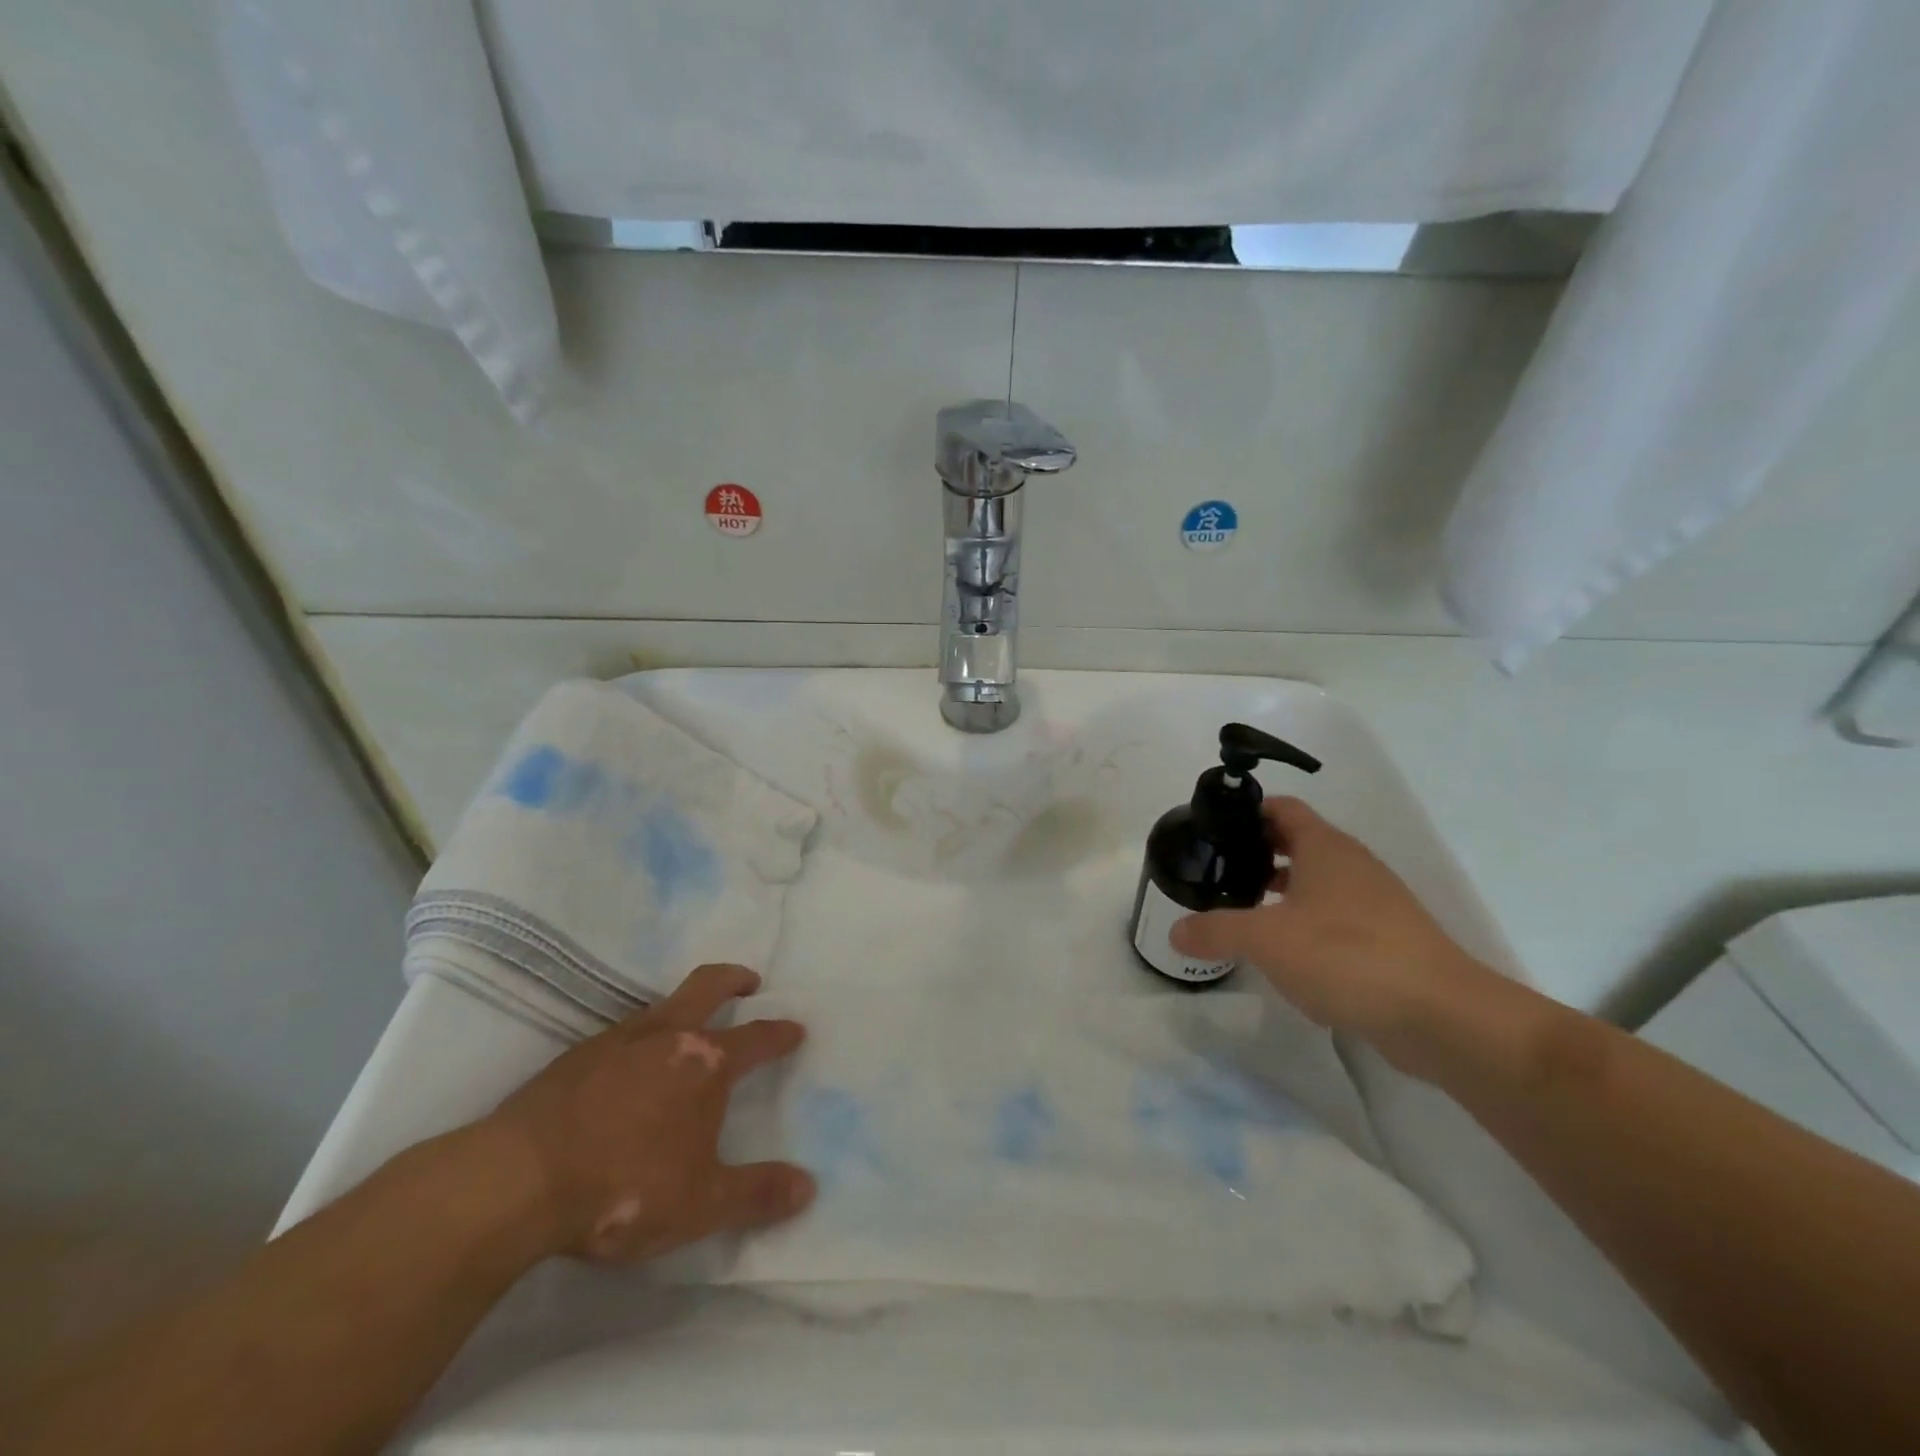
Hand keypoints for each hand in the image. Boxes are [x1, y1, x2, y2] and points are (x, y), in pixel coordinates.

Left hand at [480, 963, 814, 1263]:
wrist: (516, 1181)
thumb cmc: (623, 1188)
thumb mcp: (700, 1204)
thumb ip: (757, 1194)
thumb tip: (808, 1187)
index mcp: (706, 1063)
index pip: (757, 1038)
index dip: (780, 1033)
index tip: (796, 1029)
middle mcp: (667, 1036)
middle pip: (708, 985)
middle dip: (734, 979)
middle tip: (749, 982)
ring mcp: (617, 1040)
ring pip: (662, 1003)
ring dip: (685, 1004)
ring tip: (688, 1025)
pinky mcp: (575, 1056)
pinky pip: (622, 1032)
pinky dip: (641, 1035)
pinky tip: (630, 1064)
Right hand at [1170, 797, 1511, 1073]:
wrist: (1441, 1016)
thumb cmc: (1347, 956)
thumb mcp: (1266, 940)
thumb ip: (1216, 930)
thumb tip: (1176, 932)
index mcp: (1326, 847)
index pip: (1281, 808)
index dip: (1246, 812)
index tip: (1212, 830)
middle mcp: (1352, 866)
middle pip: (1297, 843)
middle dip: (1256, 854)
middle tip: (1218, 873)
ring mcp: (1375, 904)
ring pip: (1316, 884)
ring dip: (1280, 892)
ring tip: (1242, 912)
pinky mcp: (1387, 941)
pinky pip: (1335, 920)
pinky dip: (1306, 927)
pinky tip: (1285, 957)